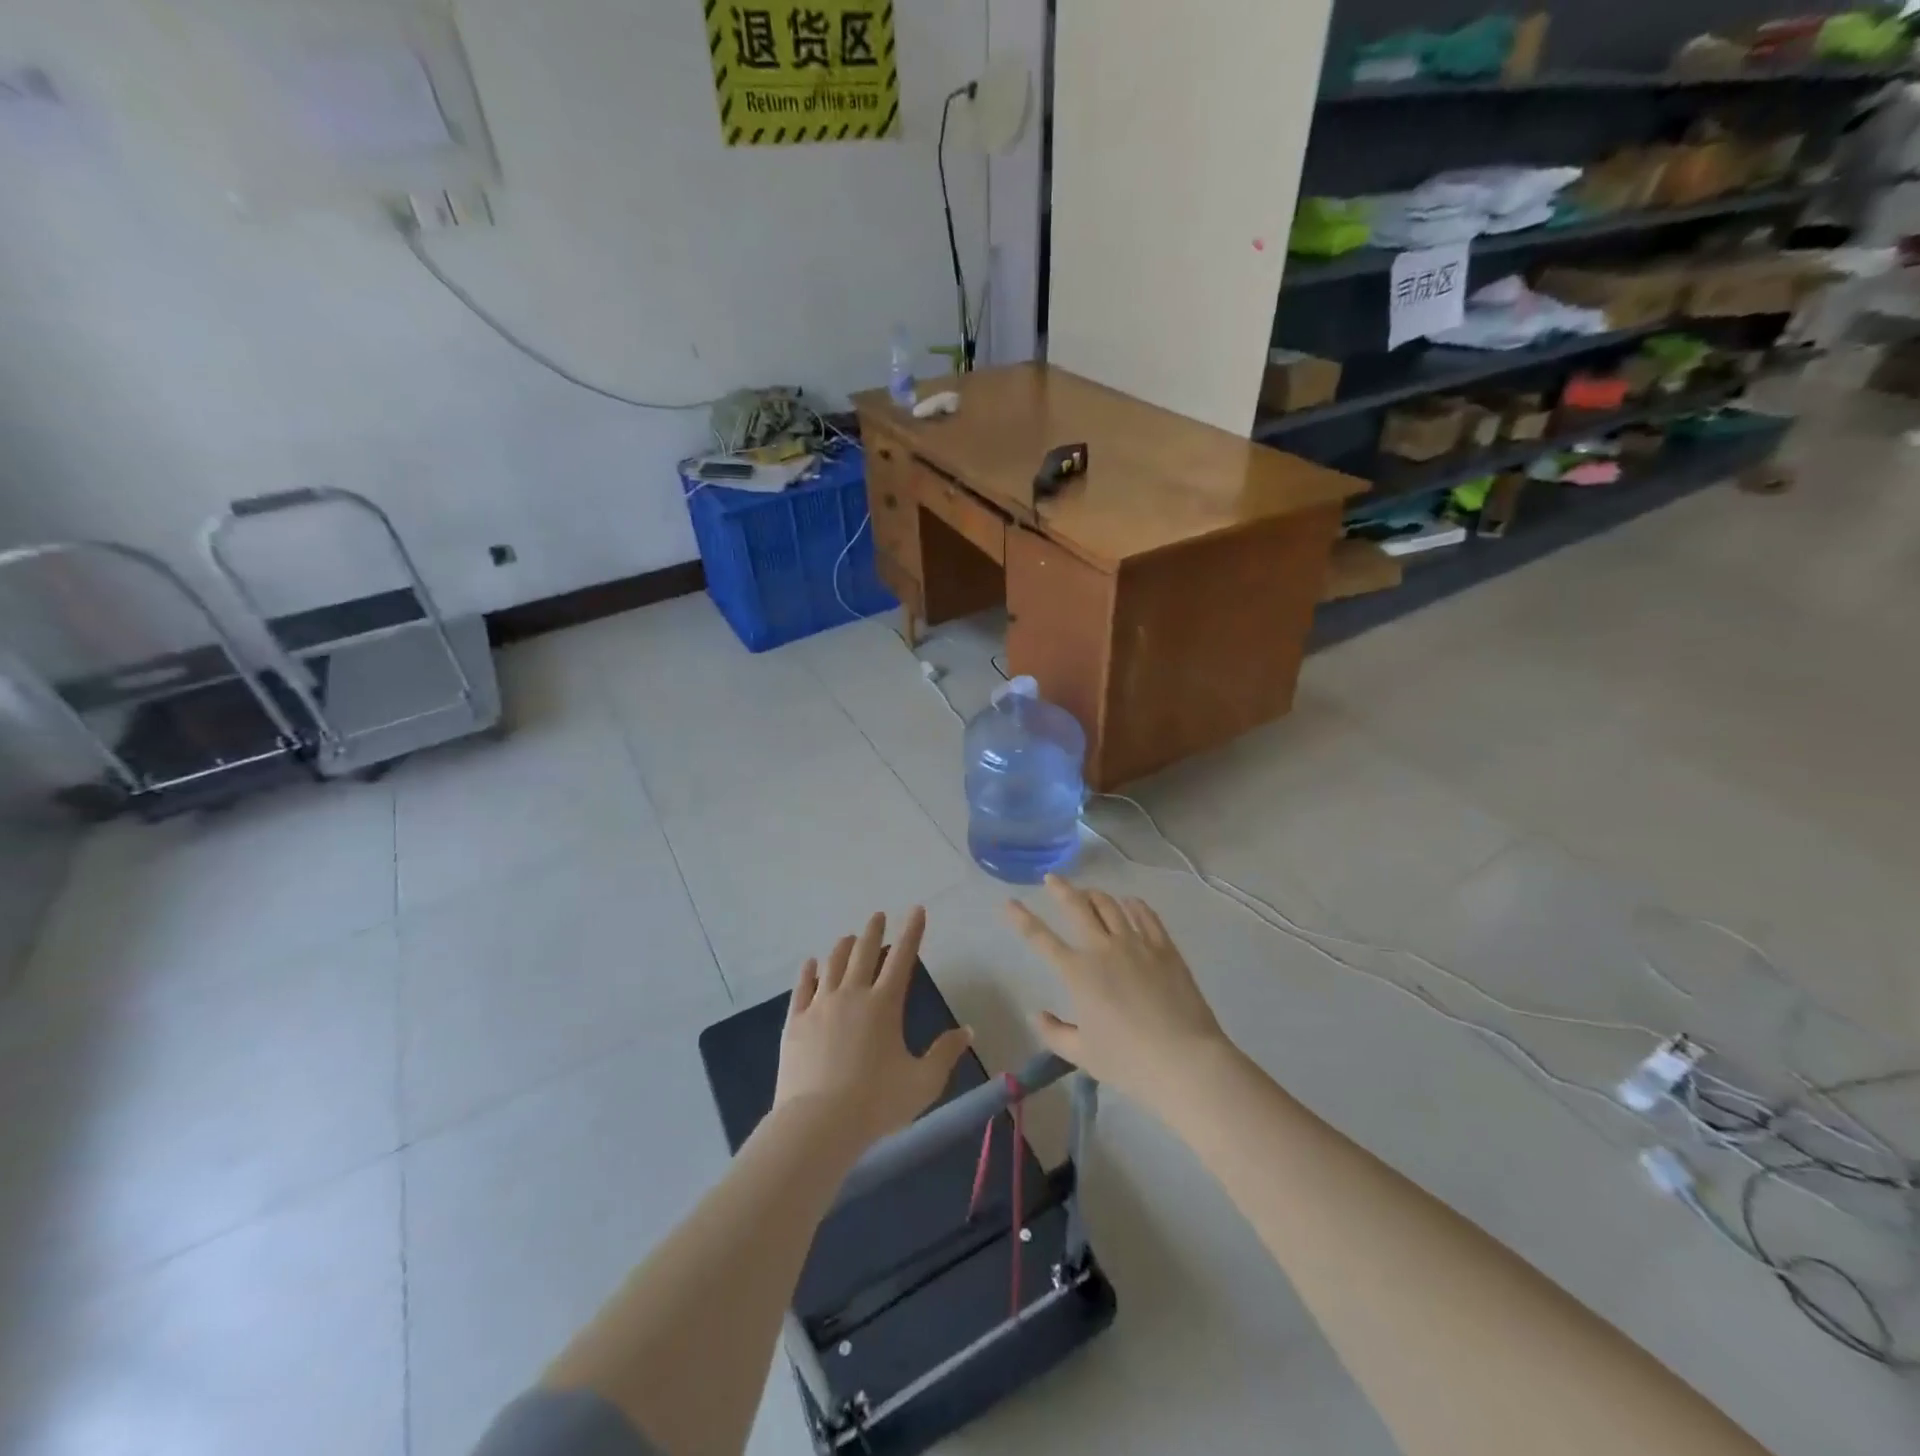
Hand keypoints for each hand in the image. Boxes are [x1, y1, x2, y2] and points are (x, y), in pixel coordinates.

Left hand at [775, 907, 972, 1153]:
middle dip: (874, 931)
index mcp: (885, 1005)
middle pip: (864, 953)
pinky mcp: (795, 1022)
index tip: (916, 910)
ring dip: (843, 947)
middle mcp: (852, 995)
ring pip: (832, 964)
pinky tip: (810, 963)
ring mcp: (820, 1006)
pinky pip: (802, 988)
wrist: (818, 1123)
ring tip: (848, 937)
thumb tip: (967, 1031)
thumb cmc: (877, 1103)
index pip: (902, 958)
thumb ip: (945, 1054)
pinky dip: (808, 972)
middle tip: (878, 915)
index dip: (912, 932)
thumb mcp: (923, 1082)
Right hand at [1006, 876, 1233, 1115]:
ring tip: (1088, 893)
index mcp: (1078, 973)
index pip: (1040, 938)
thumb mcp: (1082, 1055)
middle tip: (1052, 878)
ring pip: (1110, 905)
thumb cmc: (1128, 1062)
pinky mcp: (1164, 947)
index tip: (1009, 902)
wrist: (1185, 1060)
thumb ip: (1054, 1033)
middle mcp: (1103, 948)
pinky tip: (1129, 903)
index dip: (1021, 918)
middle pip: (1077, 906)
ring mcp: (1136, 943)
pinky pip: (1145, 915)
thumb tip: (1036, 1014)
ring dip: (1095, 895)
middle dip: (1060, 889)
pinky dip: (1133, 904)